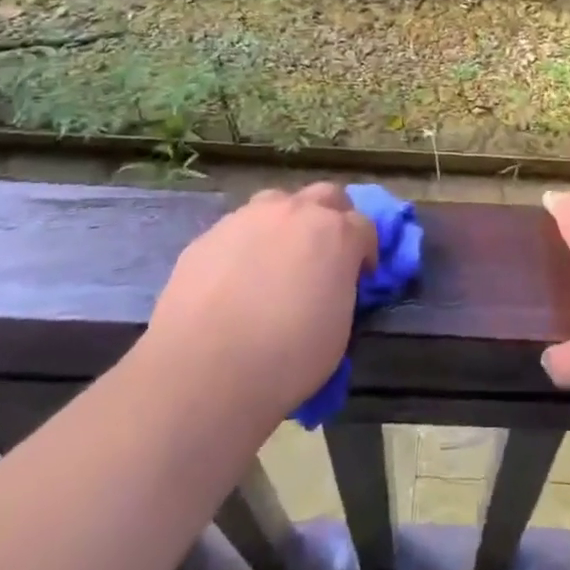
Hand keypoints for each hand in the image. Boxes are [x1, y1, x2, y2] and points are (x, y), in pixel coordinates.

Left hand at [143, 183, 376, 413]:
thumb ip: (341, 290)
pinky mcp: (209, 234)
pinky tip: (235, 278)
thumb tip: (331, 285)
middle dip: (333, 217)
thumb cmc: (286, 358)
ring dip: (287, 221)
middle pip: (327, 196)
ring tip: (278, 258)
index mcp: (337, 234)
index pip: (365, 226)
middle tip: (325, 253)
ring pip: (278, 202)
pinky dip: (246, 244)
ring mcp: (249, 218)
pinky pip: (238, 228)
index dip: (365, 251)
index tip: (360, 276)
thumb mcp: (338, 329)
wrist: (203, 372)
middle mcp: (296, 213)